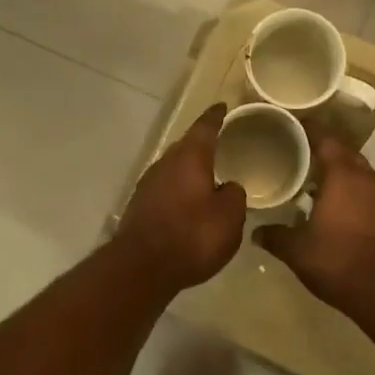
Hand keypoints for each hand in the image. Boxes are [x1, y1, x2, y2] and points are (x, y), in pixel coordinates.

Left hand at [115, 104, 248, 290]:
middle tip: (219, 143)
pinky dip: (178, 190)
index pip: (205, 127)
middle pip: (186, 147)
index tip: (222, 106)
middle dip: (201, 144)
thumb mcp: (230, 217)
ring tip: (206, 176)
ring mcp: (148, 184)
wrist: (142, 267)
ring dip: (189, 170)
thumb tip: (228, 187)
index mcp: (190, 158)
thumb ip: (234, 196)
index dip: (215, 117)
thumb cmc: (192, 236)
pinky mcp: (139, 207)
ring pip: (173, 168)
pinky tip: (188, 204)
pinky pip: (165, 189)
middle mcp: (165, 164)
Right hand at [256, 130, 374, 311]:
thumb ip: (276, 237)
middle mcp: (367, 177)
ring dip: (344, 175)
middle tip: (304, 154)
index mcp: (342, 175)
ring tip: (321, 184)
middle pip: (346, 153)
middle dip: (327, 151)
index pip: (325, 139)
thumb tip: (256, 232)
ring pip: (362, 174)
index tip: (296, 124)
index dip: (311, 129)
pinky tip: (344, 211)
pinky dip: (357, 195)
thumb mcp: (299, 251)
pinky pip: (373, 194)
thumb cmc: (340, 261)